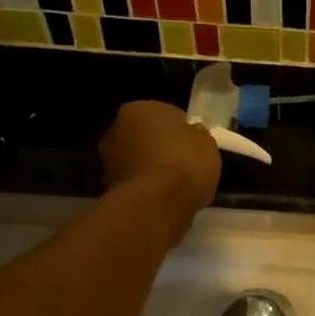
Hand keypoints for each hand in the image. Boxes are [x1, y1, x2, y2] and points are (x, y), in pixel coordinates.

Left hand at [100, 101, 220, 220]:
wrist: (155, 206)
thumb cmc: (184, 164)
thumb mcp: (207, 142)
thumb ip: (196, 134)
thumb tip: (192, 134)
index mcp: (139, 109)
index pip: (166, 114)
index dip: (183, 130)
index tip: (195, 145)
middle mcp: (116, 129)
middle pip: (147, 136)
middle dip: (162, 147)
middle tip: (185, 164)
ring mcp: (108, 161)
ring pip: (139, 160)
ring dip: (152, 168)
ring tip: (176, 186)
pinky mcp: (108, 189)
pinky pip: (136, 183)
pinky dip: (147, 188)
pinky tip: (164, 199)